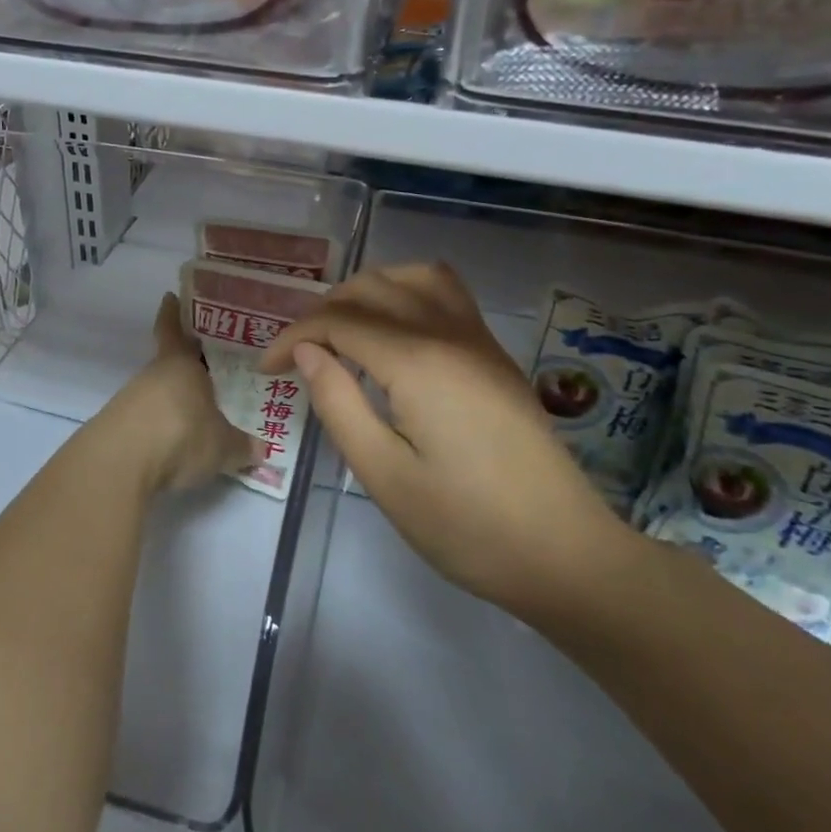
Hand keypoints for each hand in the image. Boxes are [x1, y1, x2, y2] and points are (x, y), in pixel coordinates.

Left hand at [118, 293, 256, 494]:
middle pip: (170, 362)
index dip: (173, 313)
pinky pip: (147, 419)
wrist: (121, 463)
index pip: (173, 328)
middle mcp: (153, 375)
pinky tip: (177, 441)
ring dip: (175, 399)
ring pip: (159, 391)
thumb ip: (242, 445)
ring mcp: (131, 400)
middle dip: (188, 364)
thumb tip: (262, 448)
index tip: (171, 297)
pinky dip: (162, 425)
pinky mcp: (119, 427)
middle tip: (211, 366)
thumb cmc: (181, 434)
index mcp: (180, 363)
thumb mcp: (223, 446)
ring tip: (200, 412)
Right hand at [260, 263, 638, 620]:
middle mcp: (447, 333)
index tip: (265, 369)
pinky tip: (393, 330)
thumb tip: (306, 351)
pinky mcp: (493, 354)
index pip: (337, 322)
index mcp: (417, 362)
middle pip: (371, 288)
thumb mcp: (384, 475)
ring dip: (366, 291)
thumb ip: (338, 403)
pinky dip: (406, 292)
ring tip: (341, 330)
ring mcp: (477, 339)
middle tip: (297, 355)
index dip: (292, 337)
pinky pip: (445, 293)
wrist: (565, 554)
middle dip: (322, 311)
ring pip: (412, 277)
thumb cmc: (466, 526)